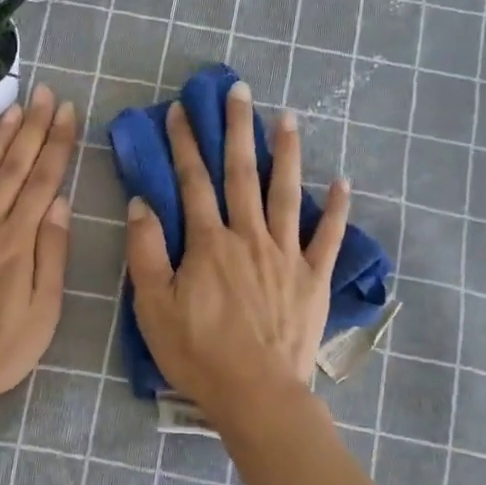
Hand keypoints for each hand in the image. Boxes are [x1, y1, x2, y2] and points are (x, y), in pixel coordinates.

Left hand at [0, 86, 75, 403]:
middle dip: (32, 128)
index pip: (44, 181)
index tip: (67, 111)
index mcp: (17, 242)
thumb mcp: (41, 313)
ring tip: (13, 108)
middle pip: (13, 167)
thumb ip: (50, 255)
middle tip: (45, 93)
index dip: (57, 144)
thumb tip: (60, 204)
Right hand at [125, 80, 349, 415]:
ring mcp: (286, 255)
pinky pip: (329, 237)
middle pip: (242, 174)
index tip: (181, 111)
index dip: (185, 144)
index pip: (193, 182)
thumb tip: (141, 204)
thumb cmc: (197, 352)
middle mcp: (249, 237)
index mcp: (209, 243)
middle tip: (240, 91)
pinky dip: (338, 209)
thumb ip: (145, 252)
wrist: (255, 394)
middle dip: (237, 129)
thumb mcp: (152, 306)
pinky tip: (344, 182)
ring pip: (287, 193)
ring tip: (288, 118)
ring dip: (287, 153)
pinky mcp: (313, 278)